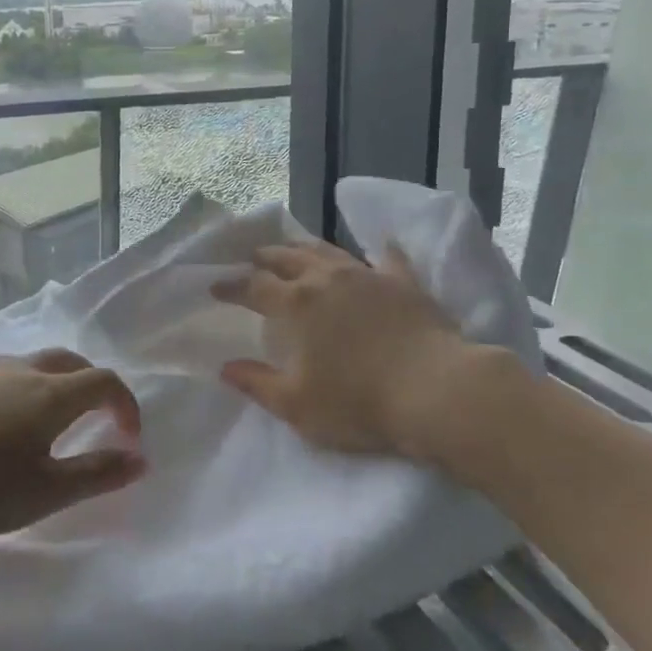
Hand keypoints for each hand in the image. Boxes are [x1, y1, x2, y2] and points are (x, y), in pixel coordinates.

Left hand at [0, 349, 144, 536]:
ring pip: (34, 365)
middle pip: (71, 363)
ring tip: (47, 426)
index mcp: (51, 394)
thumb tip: (140, 459)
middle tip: (96, 421)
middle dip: (93, 387)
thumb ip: (95, 475)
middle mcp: (22, 370)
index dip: (125, 405)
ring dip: (55, 386)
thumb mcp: (41, 492)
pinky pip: (2, 375)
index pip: (104, 382)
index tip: (128, 438)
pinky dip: (21, 390)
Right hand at [211, 240, 528, 476]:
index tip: (216, 286)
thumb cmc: (359, 402)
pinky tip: (380, 245)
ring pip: (328, 251)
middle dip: (266, 257)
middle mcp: (327, 279)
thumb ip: (257, 383)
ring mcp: (368, 276)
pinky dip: (379, 250)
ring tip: (294, 247)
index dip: (232, 285)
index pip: (254, 286)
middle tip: (253, 258)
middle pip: (288, 258)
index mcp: (297, 304)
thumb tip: (225, 368)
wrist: (435, 391)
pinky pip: (388, 258)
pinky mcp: (404, 283)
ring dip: (306, 247)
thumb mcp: (296, 405)